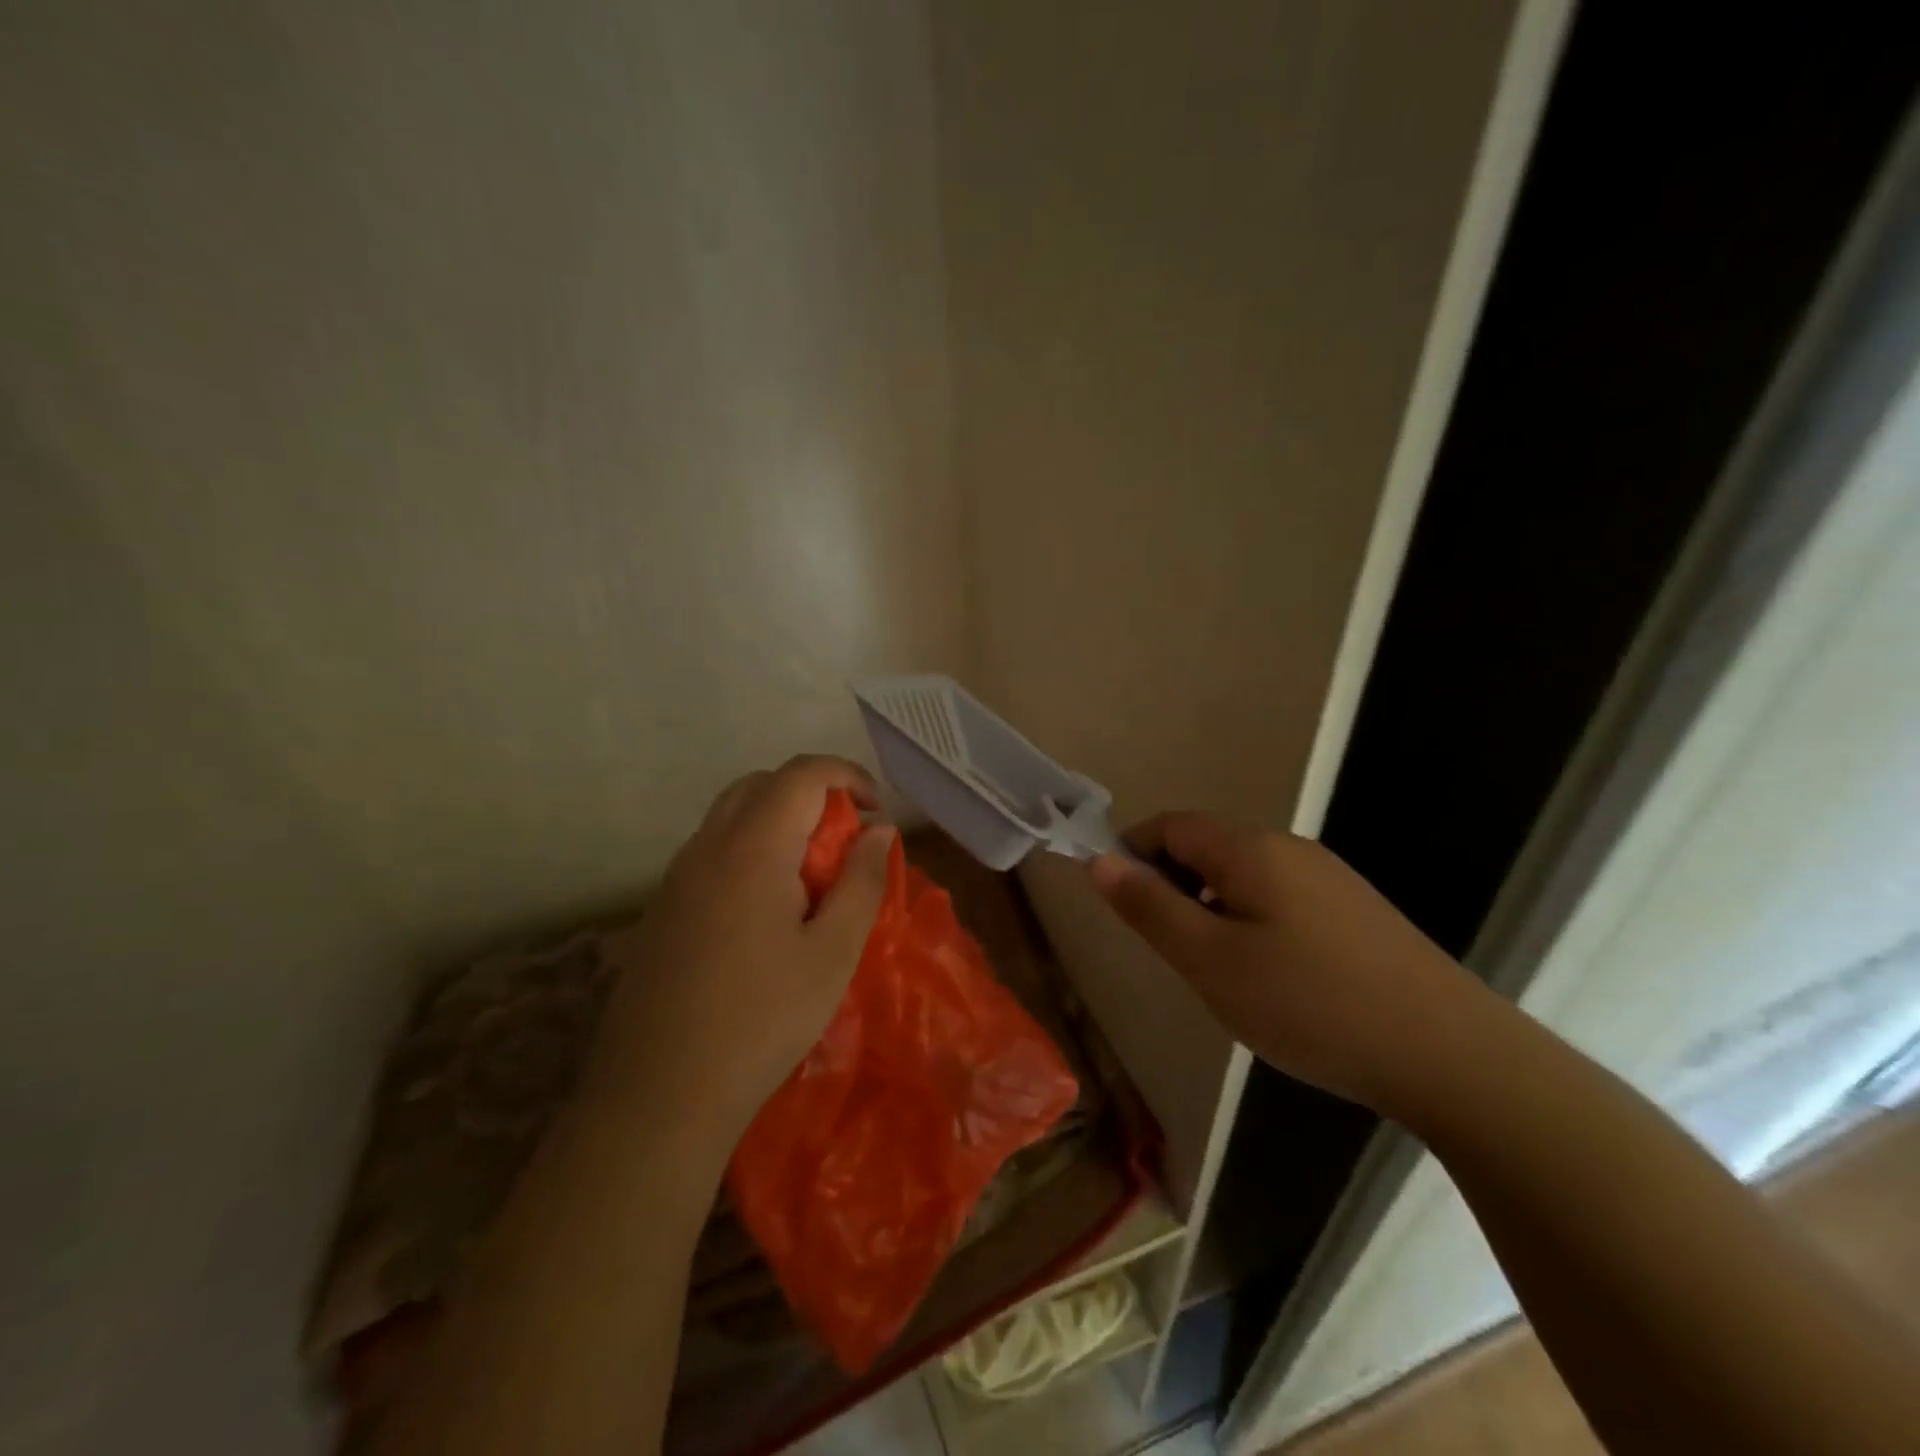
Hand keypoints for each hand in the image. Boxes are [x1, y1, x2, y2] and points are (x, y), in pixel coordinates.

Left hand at [590, 755, 895, 1140]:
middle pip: (761, 784)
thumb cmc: (762, 1021)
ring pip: (732, 814)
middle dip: (812, 793)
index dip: (846, 776)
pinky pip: (712, 849)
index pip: (801, 774)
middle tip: (845, 839)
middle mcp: (708, 847)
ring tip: (811, 873)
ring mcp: (677, 876)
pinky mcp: (662, 907)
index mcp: (753, 848)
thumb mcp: (833, 953)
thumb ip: (862, 882)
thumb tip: (880, 831)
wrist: (659, 1094)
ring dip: (778, 820)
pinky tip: (767, 907)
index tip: (876, 811)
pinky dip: (750, 848)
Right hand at [1088, 811, 1490, 1114]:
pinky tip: (1273, 980)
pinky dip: (1251, 923)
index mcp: (1250, 849)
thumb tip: (1100, 860)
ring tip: (1218, 972)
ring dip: (1211, 908)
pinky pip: (1280, 900)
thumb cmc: (1310, 1004)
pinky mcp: (1356, 912)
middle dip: (1172, 886)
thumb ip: (1150, 907)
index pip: (1170, 825)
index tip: (1121, 904)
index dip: (1133, 852)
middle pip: (1208, 847)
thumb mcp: (1211, 961)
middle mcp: (1290, 849)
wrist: (1451, 1055)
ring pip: (1244, 877)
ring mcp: (1330, 879)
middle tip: (1170, 950)